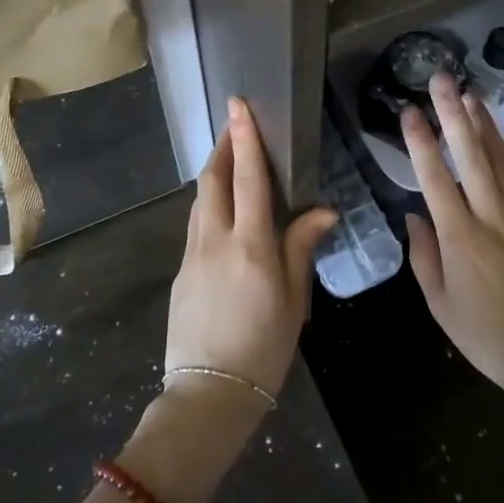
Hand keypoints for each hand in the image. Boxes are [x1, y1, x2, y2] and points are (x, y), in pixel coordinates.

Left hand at [165, 97, 336, 404]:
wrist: (208, 396)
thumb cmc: (264, 349)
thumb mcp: (294, 301)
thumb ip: (301, 248)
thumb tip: (321, 211)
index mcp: (250, 246)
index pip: (247, 179)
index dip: (244, 139)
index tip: (238, 106)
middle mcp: (216, 242)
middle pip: (213, 181)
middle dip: (222, 148)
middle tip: (234, 127)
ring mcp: (192, 257)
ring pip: (200, 202)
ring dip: (213, 175)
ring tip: (228, 162)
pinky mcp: (181, 274)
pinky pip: (196, 227)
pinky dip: (209, 207)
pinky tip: (221, 215)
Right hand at [403, 72, 503, 425]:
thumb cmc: (487, 335)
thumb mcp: (440, 305)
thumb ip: (424, 256)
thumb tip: (415, 215)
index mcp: (459, 237)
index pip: (433, 177)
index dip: (420, 140)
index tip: (409, 111)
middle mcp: (492, 216)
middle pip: (470, 154)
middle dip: (454, 113)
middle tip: (443, 79)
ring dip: (486, 124)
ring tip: (472, 94)